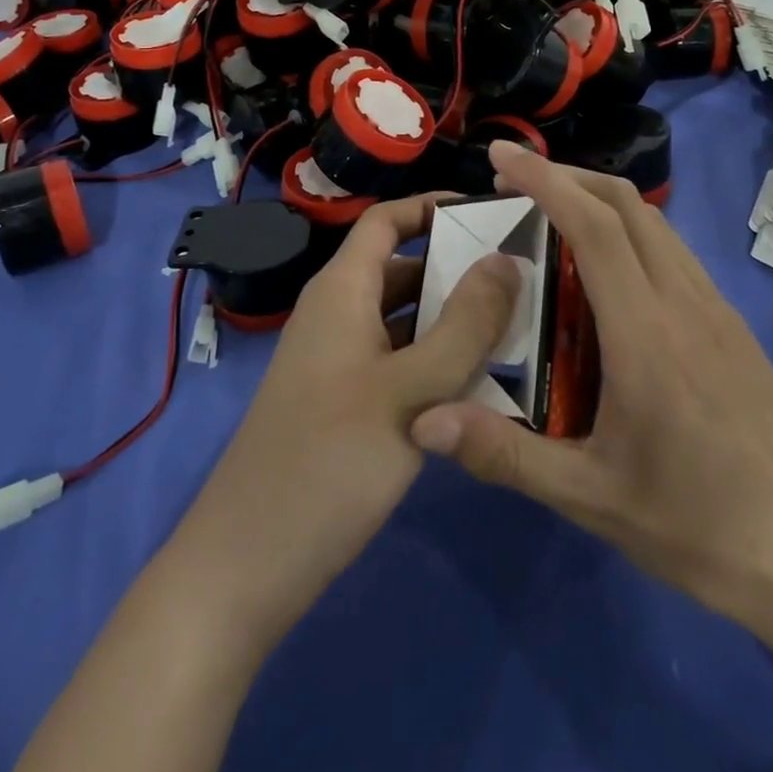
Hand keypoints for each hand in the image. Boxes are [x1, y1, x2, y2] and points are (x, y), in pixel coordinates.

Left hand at [164, 194, 520, 655]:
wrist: (246, 566)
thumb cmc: (327, 462)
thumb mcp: (409, 392)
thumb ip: (464, 325)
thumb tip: (507, 258)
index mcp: (341, 291)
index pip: (387, 220)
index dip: (433, 206)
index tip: (493, 211)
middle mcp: (338, 315)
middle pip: (401, 268)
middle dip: (458, 266)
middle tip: (526, 276)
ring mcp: (341, 363)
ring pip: (405, 320)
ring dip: (454, 319)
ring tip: (521, 325)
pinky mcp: (347, 404)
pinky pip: (400, 363)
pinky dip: (438, 362)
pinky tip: (486, 385)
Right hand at [411, 143, 772, 647]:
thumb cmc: (700, 526)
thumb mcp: (591, 498)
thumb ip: (504, 454)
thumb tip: (424, 420)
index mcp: (646, 331)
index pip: (593, 225)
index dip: (544, 179)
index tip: (500, 155)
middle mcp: (684, 301)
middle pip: (627, 204)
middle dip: (567, 176)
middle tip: (513, 184)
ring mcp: (716, 310)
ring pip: (654, 223)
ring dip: (600, 201)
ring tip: (552, 220)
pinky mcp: (733, 327)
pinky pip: (673, 253)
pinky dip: (630, 233)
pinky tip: (607, 276)